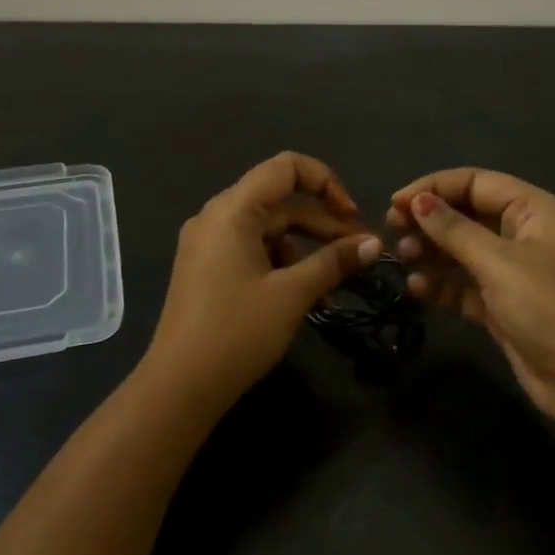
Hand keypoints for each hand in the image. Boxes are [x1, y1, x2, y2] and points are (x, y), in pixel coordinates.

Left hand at [145, 152, 383, 408]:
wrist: (180, 386)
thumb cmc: (236, 332)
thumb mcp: (292, 295)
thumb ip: (334, 262)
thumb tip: (374, 244)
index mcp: (232, 211)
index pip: (285, 167)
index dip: (326, 182)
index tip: (352, 217)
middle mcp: (216, 218)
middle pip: (281, 202)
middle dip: (324, 224)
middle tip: (360, 254)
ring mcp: (209, 244)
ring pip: (270, 230)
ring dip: (307, 250)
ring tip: (336, 284)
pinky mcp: (209, 269)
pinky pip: (254, 251)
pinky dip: (283, 266)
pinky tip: (308, 297)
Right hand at [388, 168, 554, 426]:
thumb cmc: (547, 307)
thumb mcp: (498, 262)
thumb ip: (454, 229)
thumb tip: (418, 200)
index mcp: (532, 210)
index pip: (475, 182)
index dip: (434, 187)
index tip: (396, 202)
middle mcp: (521, 234)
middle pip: (467, 213)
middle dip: (429, 218)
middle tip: (391, 228)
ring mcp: (511, 272)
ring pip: (462, 250)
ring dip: (431, 250)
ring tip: (400, 255)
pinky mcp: (501, 305)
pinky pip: (463, 285)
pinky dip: (441, 284)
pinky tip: (416, 287)